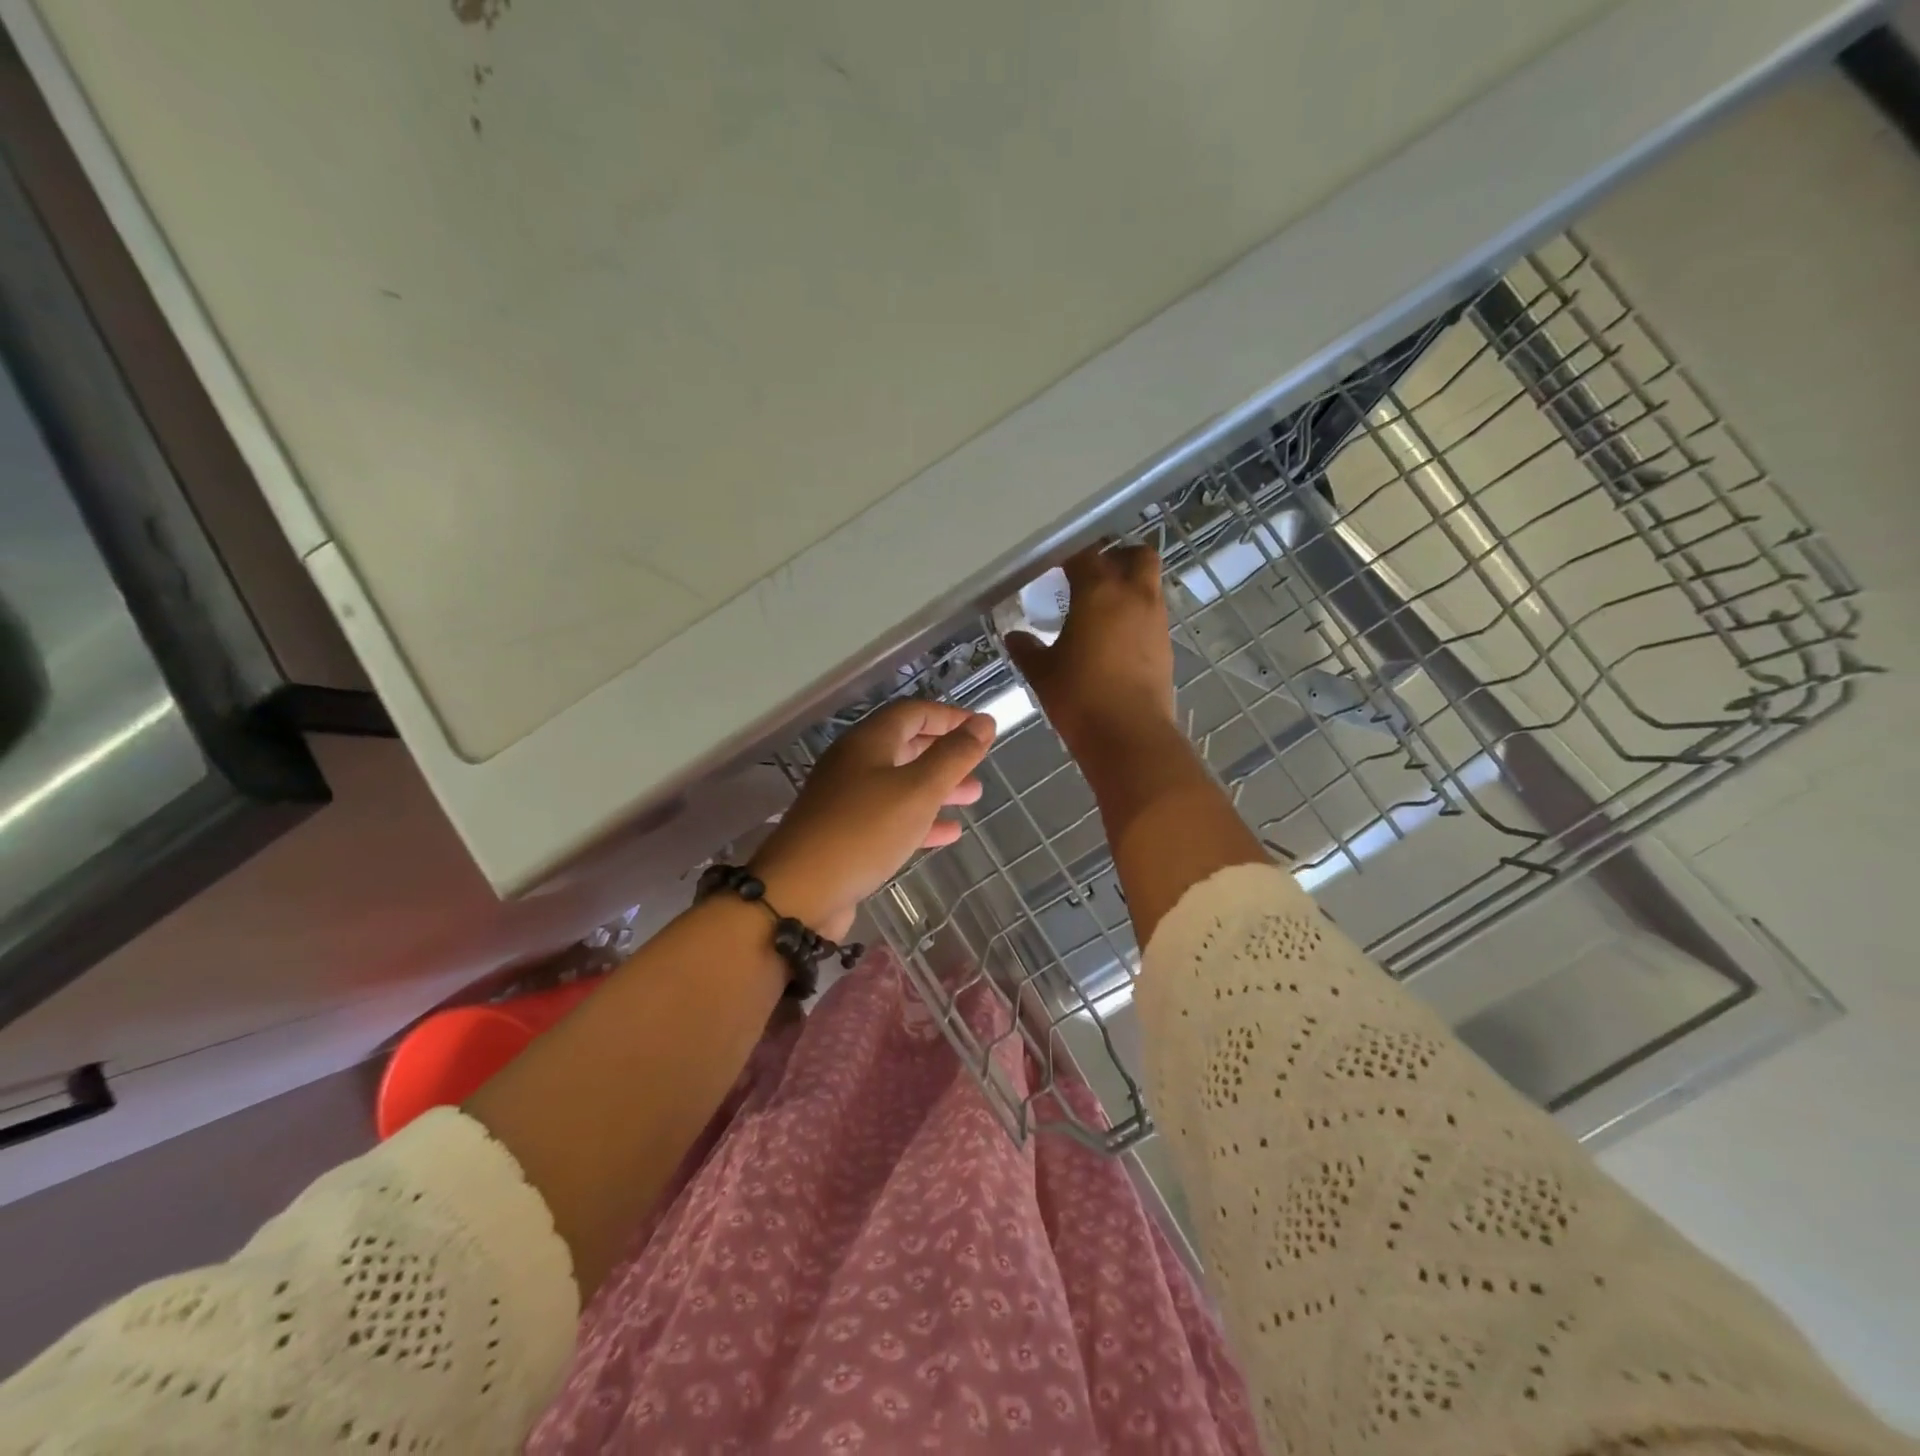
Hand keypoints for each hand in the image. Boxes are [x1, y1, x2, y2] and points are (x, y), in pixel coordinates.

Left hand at [750, 700, 995, 939]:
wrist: (799, 894)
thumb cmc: (863, 831)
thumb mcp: (917, 790)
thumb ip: (953, 756)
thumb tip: (984, 722)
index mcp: (868, 742)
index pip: (913, 713)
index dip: (949, 716)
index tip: (982, 729)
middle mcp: (854, 765)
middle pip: (906, 747)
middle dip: (945, 755)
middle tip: (979, 766)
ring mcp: (847, 801)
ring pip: (900, 785)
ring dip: (937, 788)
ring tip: (972, 797)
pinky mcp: (846, 836)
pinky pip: (890, 818)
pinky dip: (920, 821)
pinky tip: (948, 834)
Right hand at [1006, 543, 1176, 756]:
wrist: (1128, 735)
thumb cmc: (1079, 696)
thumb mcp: (1042, 672)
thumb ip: (1026, 648)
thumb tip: (1014, 637)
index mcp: (1100, 591)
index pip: (1086, 555)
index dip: (1069, 556)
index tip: (1054, 566)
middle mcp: (1134, 595)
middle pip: (1136, 555)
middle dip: (1116, 557)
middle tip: (1091, 574)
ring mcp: (1155, 620)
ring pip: (1148, 584)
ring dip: (1129, 585)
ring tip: (1101, 608)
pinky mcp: (1165, 645)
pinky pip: (1152, 614)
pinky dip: (1135, 614)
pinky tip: (1114, 637)